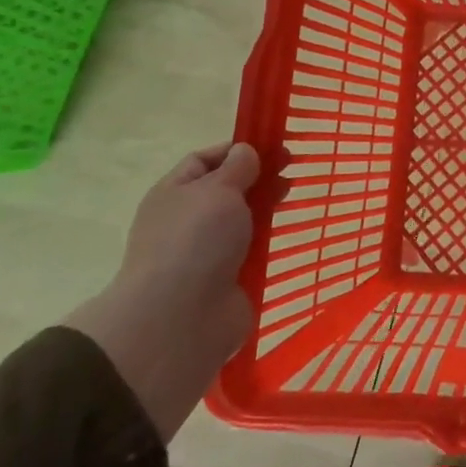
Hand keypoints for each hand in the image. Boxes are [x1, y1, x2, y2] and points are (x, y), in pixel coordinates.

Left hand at [66, 141, 288, 440]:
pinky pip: (249, 251)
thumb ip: (238, 167)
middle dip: (258, 177)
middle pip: (226, 189)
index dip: (238, 149)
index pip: (205, 160)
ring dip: (263, 208)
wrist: (180, 319)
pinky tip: (287, 234)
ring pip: (240, 219)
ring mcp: (205, 251)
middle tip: (291, 172)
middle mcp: (186, 219)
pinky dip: (266, 242)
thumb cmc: (196, 240)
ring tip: (291, 199)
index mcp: (174, 192)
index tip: (274, 146)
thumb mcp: (218, 189)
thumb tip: (246, 152)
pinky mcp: (225, 278)